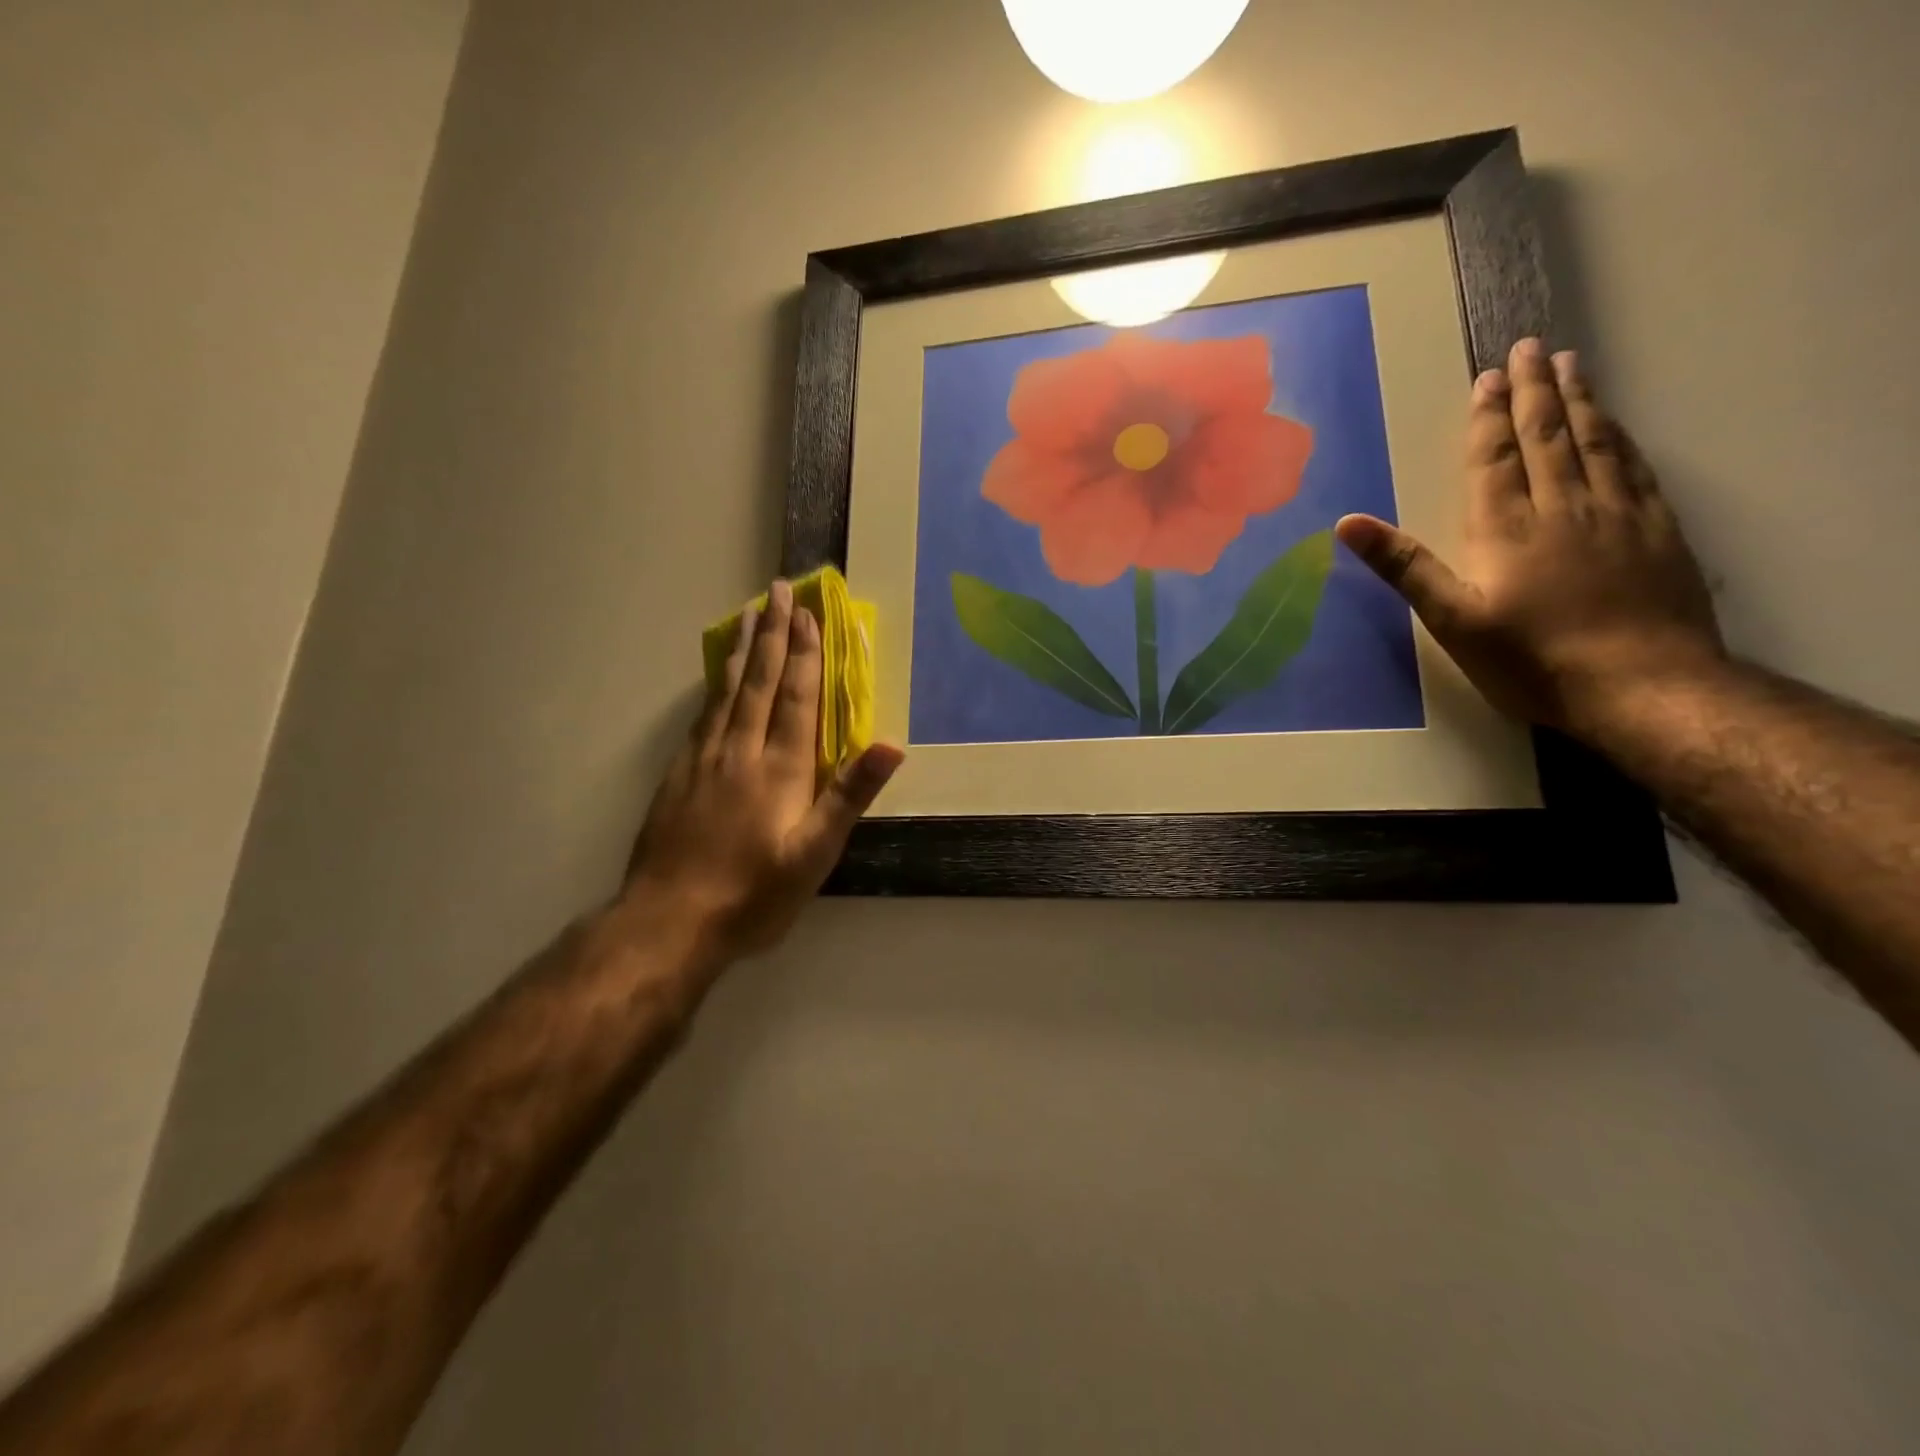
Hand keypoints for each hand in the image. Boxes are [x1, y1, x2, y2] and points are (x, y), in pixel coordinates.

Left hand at [624, 579, 904, 961]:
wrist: (669, 922)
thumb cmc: (753, 894)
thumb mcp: (814, 855)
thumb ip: (849, 796)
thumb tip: (890, 745)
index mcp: (780, 768)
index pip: (796, 697)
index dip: (804, 653)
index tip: (808, 613)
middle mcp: (740, 750)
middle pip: (759, 681)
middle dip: (773, 633)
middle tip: (777, 590)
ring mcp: (704, 759)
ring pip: (727, 691)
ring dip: (742, 649)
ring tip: (749, 614)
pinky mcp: (679, 774)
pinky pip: (703, 714)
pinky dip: (716, 685)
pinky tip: (718, 676)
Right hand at [1335, 338, 1724, 738]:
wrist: (1641, 685)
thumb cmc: (1531, 658)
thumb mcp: (1452, 619)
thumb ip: (1404, 567)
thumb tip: (1348, 523)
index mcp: (1507, 527)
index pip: (1496, 458)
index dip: (1488, 417)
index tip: (1488, 376)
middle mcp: (1563, 506)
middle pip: (1548, 435)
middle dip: (1534, 391)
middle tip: (1530, 348)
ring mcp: (1617, 514)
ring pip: (1595, 442)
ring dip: (1579, 401)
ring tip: (1571, 366)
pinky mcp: (1657, 530)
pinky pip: (1634, 467)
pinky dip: (1620, 437)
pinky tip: (1616, 426)